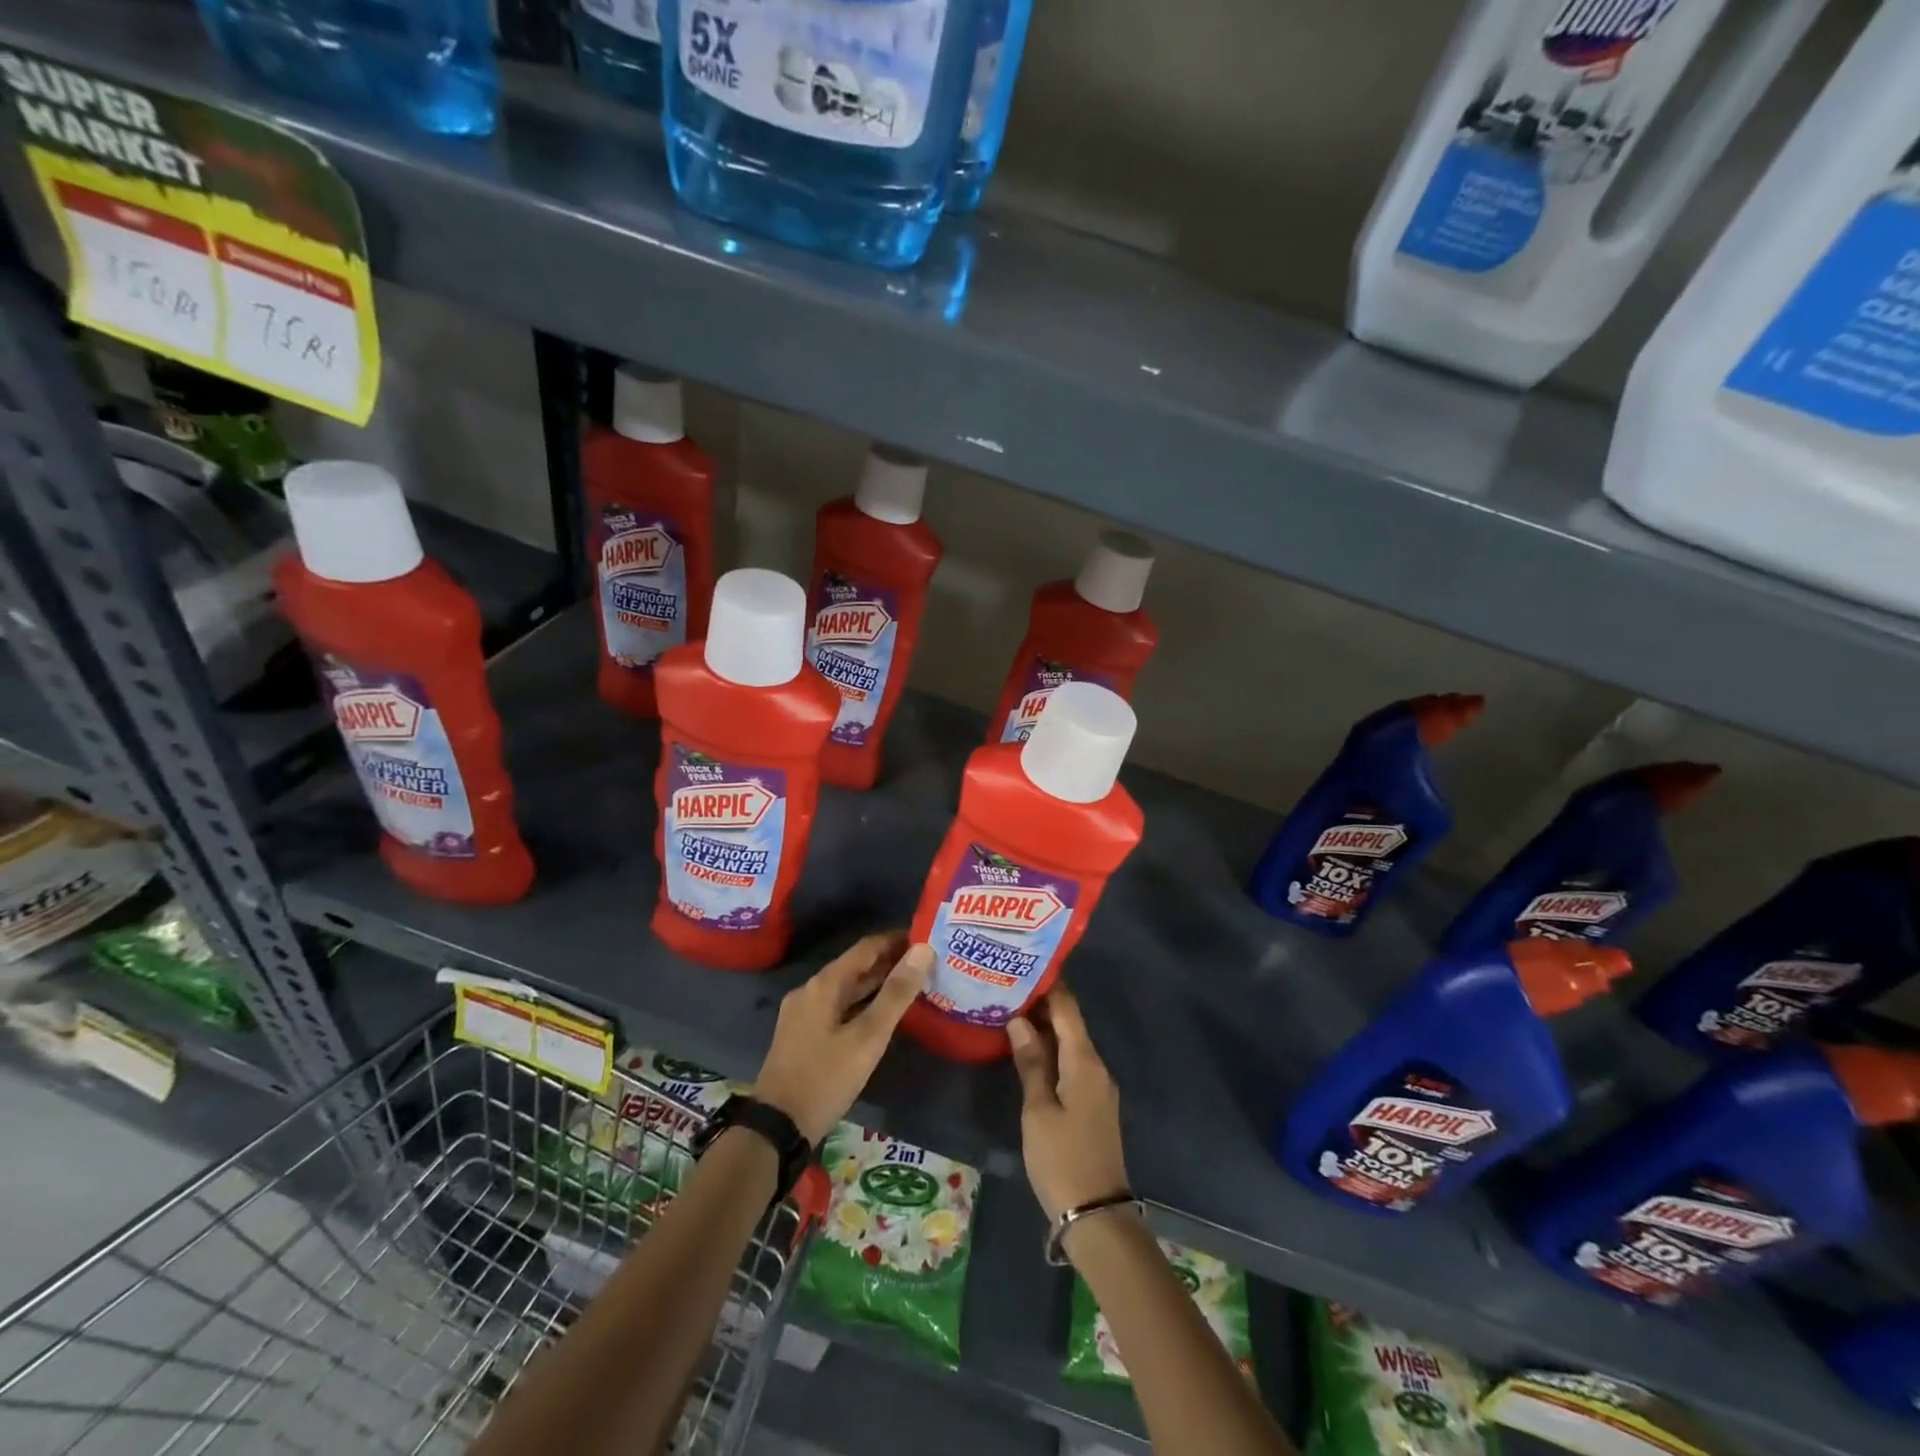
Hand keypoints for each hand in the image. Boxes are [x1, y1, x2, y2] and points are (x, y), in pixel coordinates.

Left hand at [754, 931, 931, 1144]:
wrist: (777, 1127)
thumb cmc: (826, 1078)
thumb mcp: (868, 1037)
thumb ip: (896, 993)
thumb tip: (923, 950)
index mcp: (825, 984)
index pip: (867, 947)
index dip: (897, 940)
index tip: (927, 939)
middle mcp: (811, 990)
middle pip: (856, 966)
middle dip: (890, 963)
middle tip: (927, 965)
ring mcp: (803, 1013)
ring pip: (847, 989)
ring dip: (877, 985)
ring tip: (912, 986)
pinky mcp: (802, 1034)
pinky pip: (838, 1007)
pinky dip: (862, 1004)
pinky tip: (881, 1016)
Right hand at [1008, 985, 1128, 1221]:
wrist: (1096, 1215)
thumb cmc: (1062, 1158)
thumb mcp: (1038, 1110)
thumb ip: (1030, 1062)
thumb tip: (1019, 1019)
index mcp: (1085, 1062)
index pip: (1068, 1009)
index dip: (1048, 985)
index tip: (1023, 965)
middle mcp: (1096, 1066)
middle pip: (1070, 1023)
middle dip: (1042, 1004)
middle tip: (1007, 987)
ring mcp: (1097, 1087)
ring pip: (1070, 1043)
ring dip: (1045, 1028)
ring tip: (1010, 1012)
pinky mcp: (1092, 1104)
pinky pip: (1072, 1063)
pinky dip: (1051, 1051)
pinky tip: (1028, 1051)